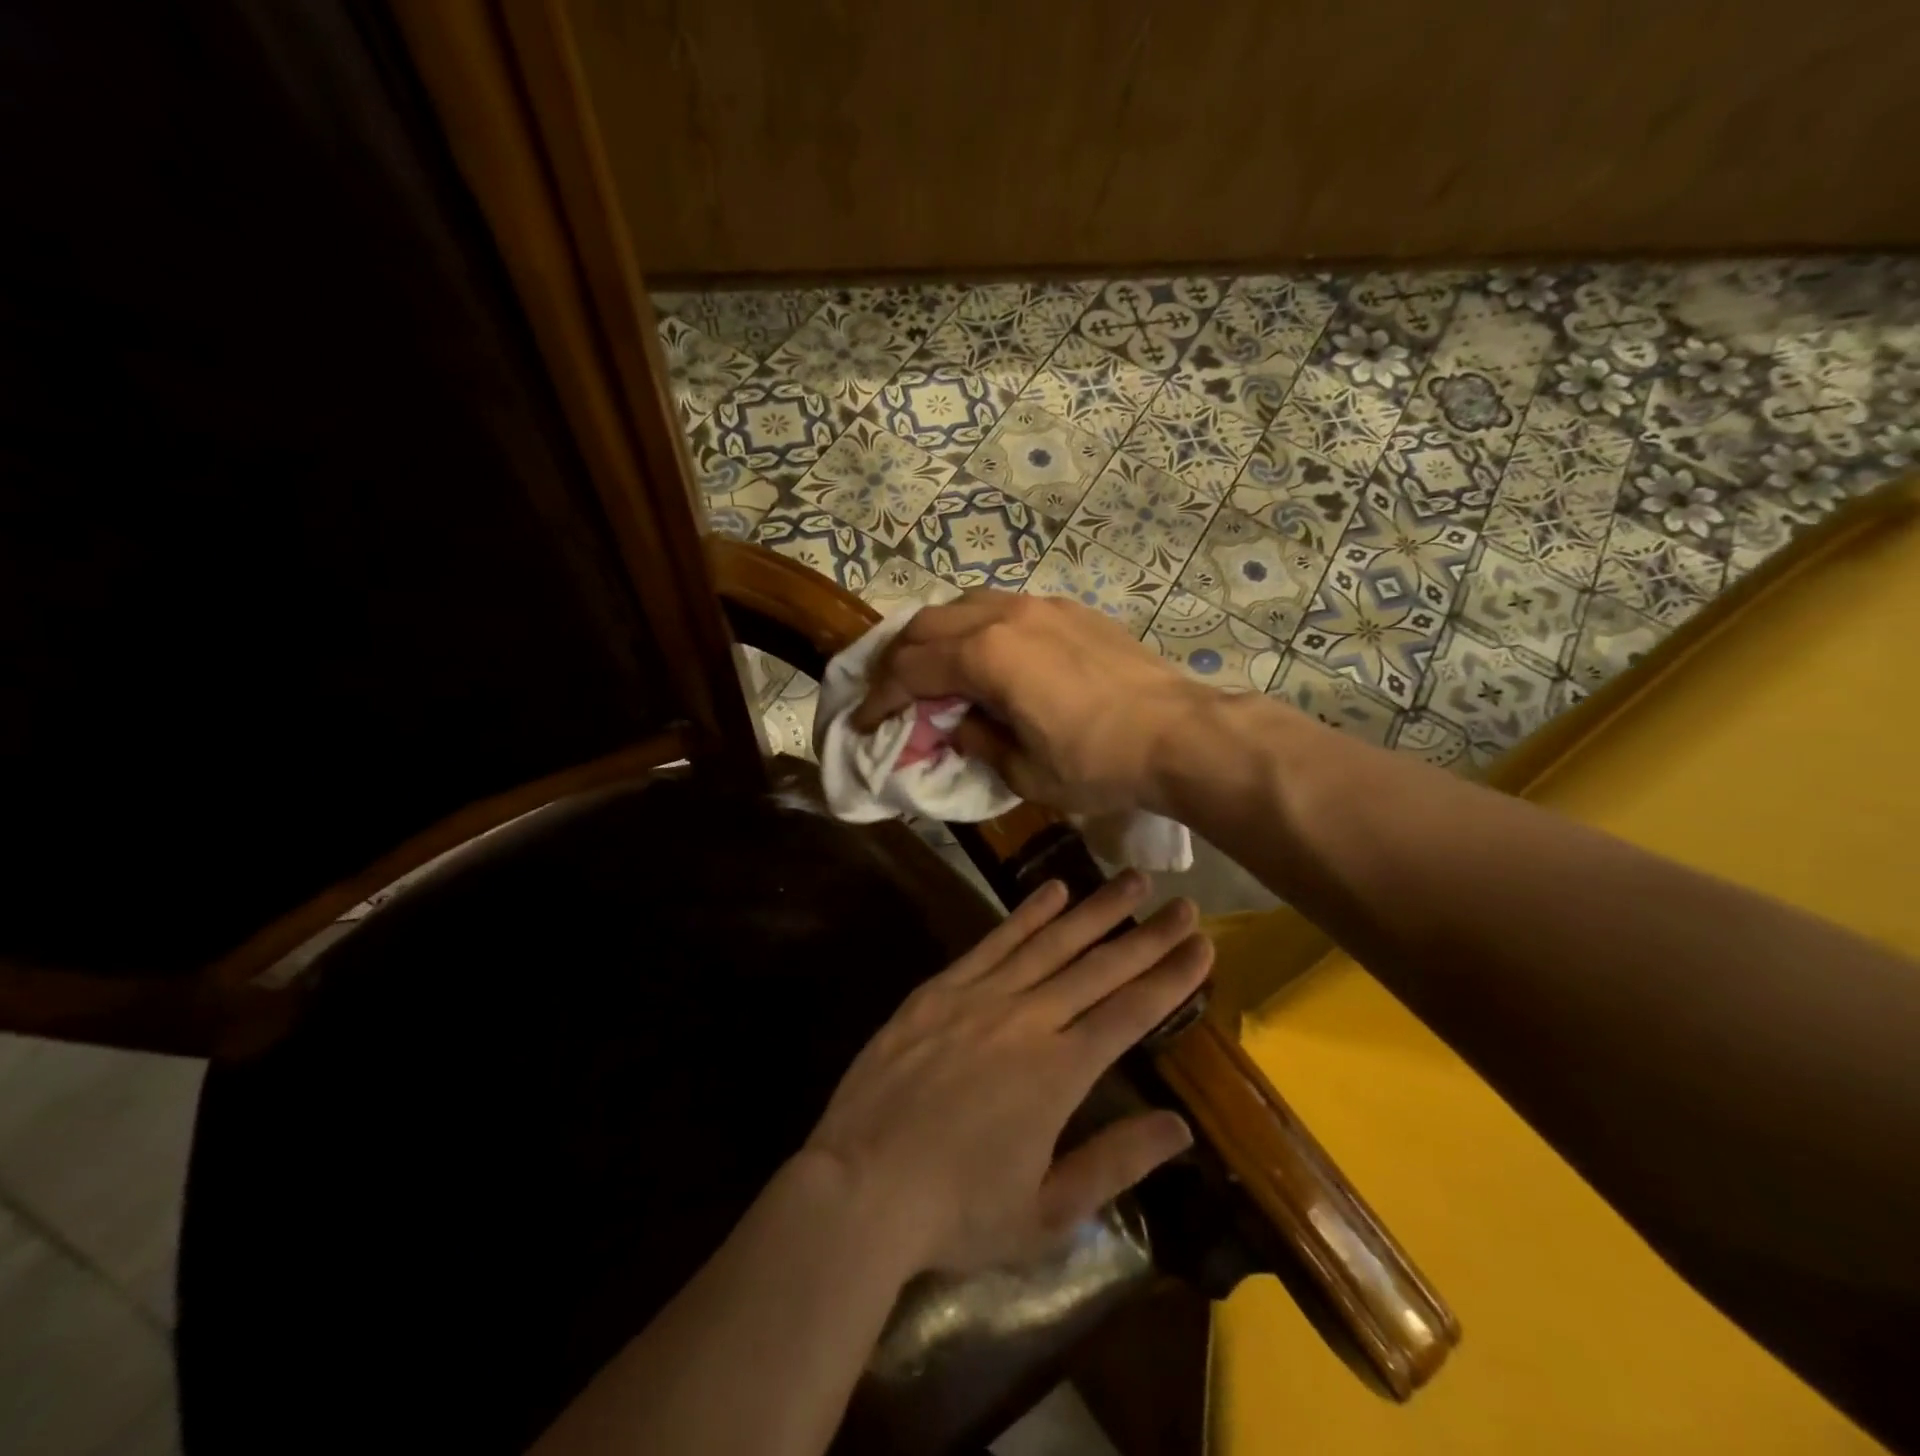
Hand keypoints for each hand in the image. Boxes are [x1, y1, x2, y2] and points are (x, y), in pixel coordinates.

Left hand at [804, 871, 1210, 1273]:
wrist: (860, 1185)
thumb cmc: (956, 1210)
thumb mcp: (1046, 1213)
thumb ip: (1114, 1164)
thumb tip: (1179, 1126)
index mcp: (1058, 1073)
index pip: (1130, 1013)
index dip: (1170, 977)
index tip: (1202, 945)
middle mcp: (1027, 1020)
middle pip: (1099, 967)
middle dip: (1148, 934)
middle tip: (1184, 903)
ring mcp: (980, 996)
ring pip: (1051, 942)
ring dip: (1095, 909)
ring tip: (1132, 880)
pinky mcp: (940, 989)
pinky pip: (993, 941)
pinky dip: (1027, 913)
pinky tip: (1054, 890)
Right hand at [851, 592, 1206, 816]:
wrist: (1179, 733)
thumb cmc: (1098, 763)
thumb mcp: (1025, 772)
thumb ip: (977, 742)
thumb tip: (955, 725)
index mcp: (986, 655)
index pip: (910, 669)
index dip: (880, 698)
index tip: (863, 723)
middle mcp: (1005, 616)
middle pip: (927, 625)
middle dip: (898, 660)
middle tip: (888, 693)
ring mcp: (1040, 606)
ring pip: (963, 605)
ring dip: (935, 636)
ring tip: (930, 669)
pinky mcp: (1068, 609)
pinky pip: (1002, 607)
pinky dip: (974, 627)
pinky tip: (984, 655)